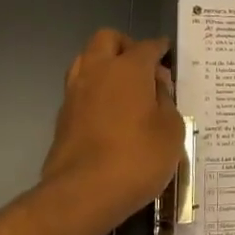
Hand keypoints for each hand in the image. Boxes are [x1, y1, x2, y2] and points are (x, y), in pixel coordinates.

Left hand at [40, 30, 184, 234]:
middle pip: (107, 39)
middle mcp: (98, 71)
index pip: (147, 46)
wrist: (82, 195)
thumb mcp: (171, 130)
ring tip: (125, 89)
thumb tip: (156, 88)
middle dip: (126, 46)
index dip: (160, 48)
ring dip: (105, 66)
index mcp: (128, 68)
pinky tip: (110, 112)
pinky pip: (80, 89)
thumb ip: (167, 102)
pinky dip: (95, 91)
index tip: (168, 54)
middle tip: (144, 68)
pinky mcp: (62, 117)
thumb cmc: (137, 158)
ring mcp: (75, 93)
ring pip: (87, 60)